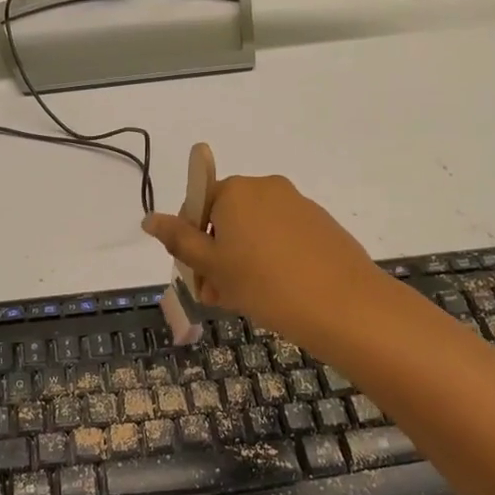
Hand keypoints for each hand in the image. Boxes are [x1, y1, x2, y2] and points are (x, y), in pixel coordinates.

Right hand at [143, 171, 389, 352]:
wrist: (345, 306)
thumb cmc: (266, 284)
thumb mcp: (213, 266)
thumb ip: (178, 240)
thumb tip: (149, 218)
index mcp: (236, 191)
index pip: (198, 207)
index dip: (193, 244)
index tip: (200, 279)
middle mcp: (267, 188)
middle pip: (227, 219)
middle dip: (218, 256)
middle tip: (220, 296)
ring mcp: (299, 205)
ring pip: (256, 233)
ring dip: (243, 262)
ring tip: (249, 301)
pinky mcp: (322, 226)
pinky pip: (284, 239)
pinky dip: (273, 261)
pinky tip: (279, 295)